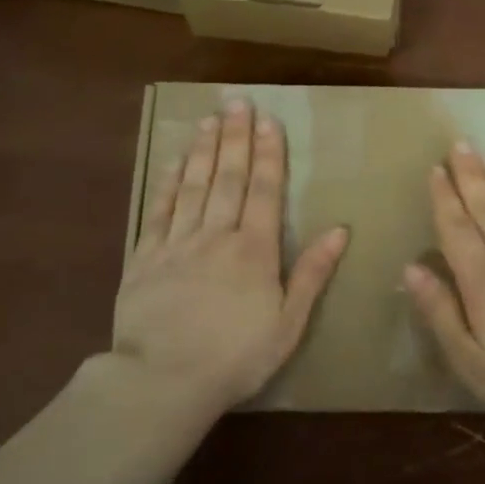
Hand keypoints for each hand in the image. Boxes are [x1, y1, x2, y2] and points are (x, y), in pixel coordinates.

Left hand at [112, 100, 347, 414]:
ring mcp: (176, 243)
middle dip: (236, 137)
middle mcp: (215, 235)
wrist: (162, 381)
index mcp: (254, 250)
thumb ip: (311, 273)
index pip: (264, 190)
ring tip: (211, 119)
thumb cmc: (236, 357)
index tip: (269, 121)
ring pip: (193, 185)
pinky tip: (176, 161)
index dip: (268, 153)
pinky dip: (169, 182)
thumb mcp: (288, 323)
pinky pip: (159, 209)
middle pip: (227, 177)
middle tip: (238, 102)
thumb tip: (339, 230)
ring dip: (204, 150)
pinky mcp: (145, 257)